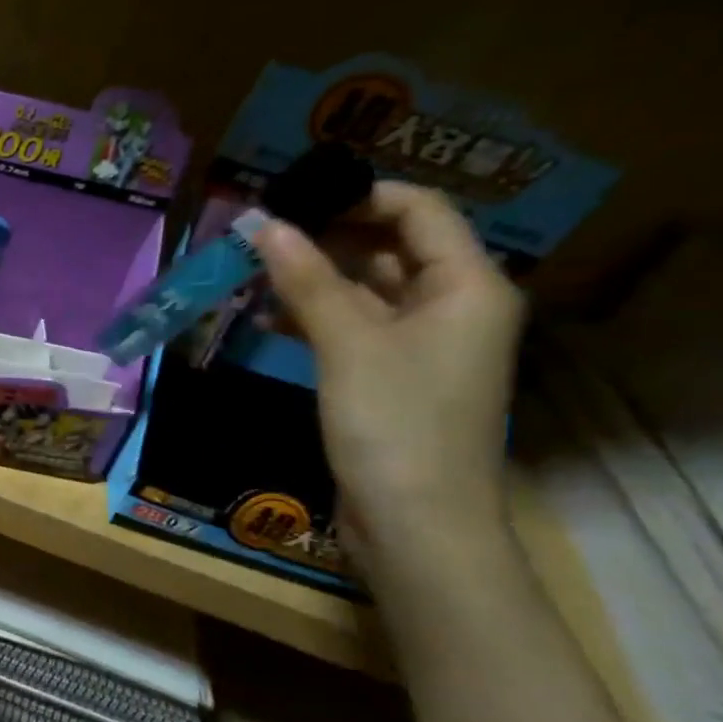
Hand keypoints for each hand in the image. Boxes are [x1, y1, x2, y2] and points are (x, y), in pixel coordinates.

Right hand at [250, 181, 524, 555]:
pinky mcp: (391, 378)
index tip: (293, 195)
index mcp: (468, 286)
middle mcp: (452, 306)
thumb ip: (307, 279)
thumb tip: (264, 223)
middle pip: (392, 247)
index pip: (419, 211)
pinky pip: (354, 328)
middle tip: (262, 230)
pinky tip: (266, 314)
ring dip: (314, 277)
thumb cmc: (395, 425)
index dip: (359, 195)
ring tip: (254, 267)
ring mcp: (422, 345)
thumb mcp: (347, 344)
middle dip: (327, 235)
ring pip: (366, 290)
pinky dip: (315, 316)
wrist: (416, 526)